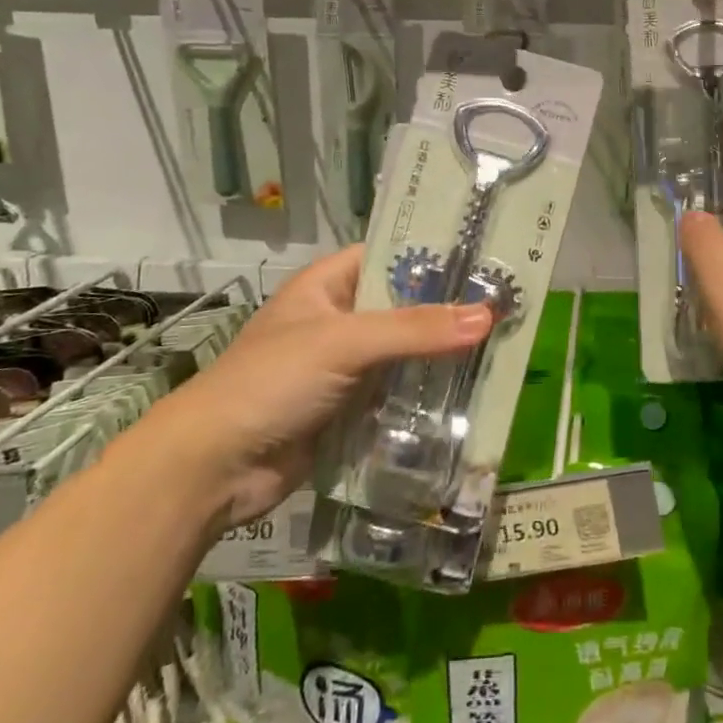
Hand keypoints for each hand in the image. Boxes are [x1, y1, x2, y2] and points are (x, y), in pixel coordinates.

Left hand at [135, 246, 493, 527]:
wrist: (213, 468)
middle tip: (508, 306)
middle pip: (405, 306)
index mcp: (328, 285)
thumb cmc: (271, 382)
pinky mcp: (352, 409)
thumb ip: (415, 330)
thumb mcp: (344, 343)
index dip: (434, 254)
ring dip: (443, 356)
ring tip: (503, 347)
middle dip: (449, 310)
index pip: (390, 254)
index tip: (488, 256)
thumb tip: (488, 316)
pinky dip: (428, 394)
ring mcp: (346, 367)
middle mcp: (340, 319)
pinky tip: (472, 393)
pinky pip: (399, 392)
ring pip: (406, 352)